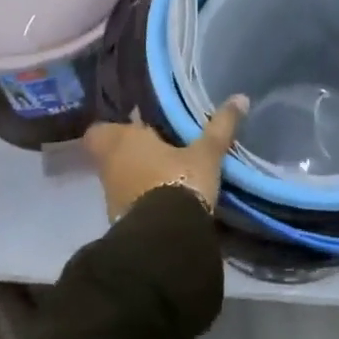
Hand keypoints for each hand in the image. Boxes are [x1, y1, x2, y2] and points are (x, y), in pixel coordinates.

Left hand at [83, 97, 245, 221]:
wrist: (166, 240)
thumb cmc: (179, 181)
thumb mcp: (206, 153)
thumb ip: (220, 127)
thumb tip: (240, 98)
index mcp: (122, 141)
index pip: (99, 131)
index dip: (114, 128)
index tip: (136, 126)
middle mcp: (110, 167)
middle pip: (112, 154)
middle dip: (132, 152)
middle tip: (159, 147)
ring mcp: (112, 198)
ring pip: (120, 179)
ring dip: (138, 176)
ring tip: (167, 172)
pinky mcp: (121, 224)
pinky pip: (130, 203)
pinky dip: (143, 199)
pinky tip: (167, 198)